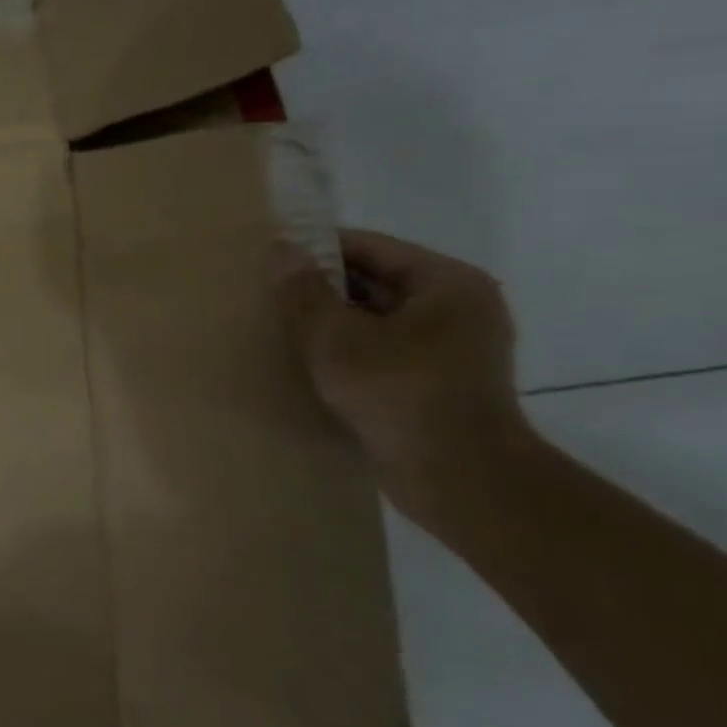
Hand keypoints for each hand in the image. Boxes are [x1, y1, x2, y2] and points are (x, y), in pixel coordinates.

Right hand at [276, 229, 527, 477]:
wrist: (458, 478)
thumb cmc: (398, 392)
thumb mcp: (335, 337)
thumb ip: (303, 291)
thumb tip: (281, 249)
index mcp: (446, 283)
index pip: (370, 247)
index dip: (317, 249)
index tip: (271, 258)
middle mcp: (458, 308)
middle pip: (375, 282)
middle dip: (322, 288)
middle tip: (268, 293)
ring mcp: (453, 349)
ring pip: (377, 319)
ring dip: (332, 322)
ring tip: (281, 327)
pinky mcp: (439, 384)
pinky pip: (383, 351)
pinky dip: (349, 351)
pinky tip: (309, 362)